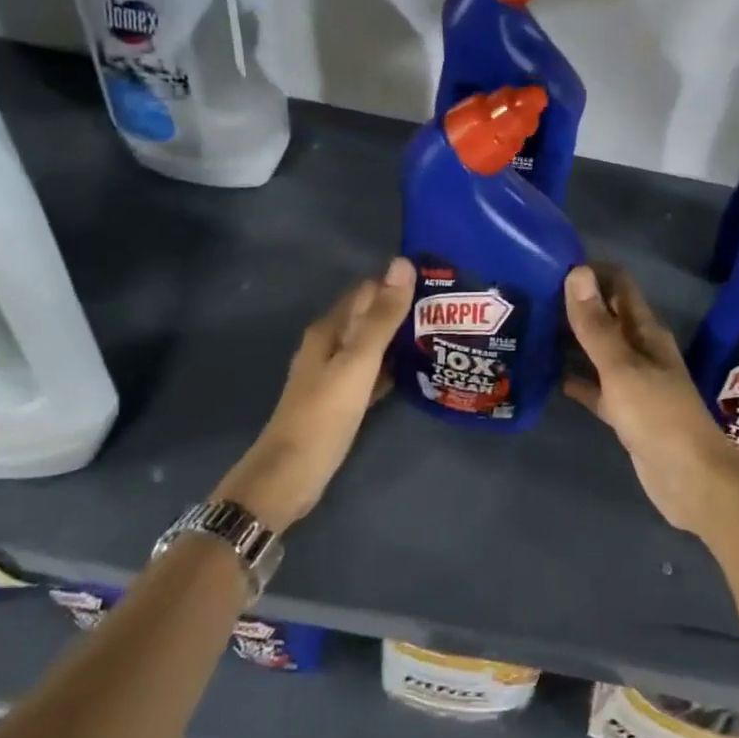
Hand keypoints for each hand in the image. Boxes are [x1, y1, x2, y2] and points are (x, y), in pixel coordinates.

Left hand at [214, 257, 415, 532]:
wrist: (291, 473)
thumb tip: (402, 264)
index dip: (399, 285)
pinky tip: (417, 372)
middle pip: (370, 317)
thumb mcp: (358, 361)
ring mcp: (335, 374)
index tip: (437, 285)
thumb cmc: (324, 413)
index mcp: (329, 330)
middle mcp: (329, 345)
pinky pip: (373, 373)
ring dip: (400, 339)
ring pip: (373, 346)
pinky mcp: (343, 400)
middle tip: (447, 312)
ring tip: (440, 336)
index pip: (368, 291)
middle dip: (403, 311)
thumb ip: (382, 317)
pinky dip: (393, 368)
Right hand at [561, 263, 738, 533]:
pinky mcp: (626, 413)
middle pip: (608, 317)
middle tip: (532, 296)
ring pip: (600, 352)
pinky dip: (578, 381)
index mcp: (646, 333)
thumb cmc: (658, 416)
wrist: (690, 479)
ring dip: (573, 341)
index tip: (553, 263)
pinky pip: (597, 388)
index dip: (592, 272)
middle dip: (576, 305)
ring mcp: (634, 383)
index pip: (620, 286)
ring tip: (534, 330)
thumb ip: (597, 325)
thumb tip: (577, 272)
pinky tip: (552, 378)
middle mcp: (642, 351)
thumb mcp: (622, 367)